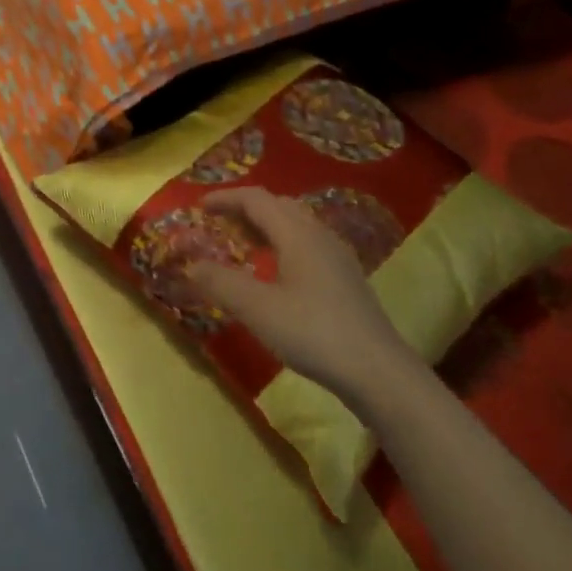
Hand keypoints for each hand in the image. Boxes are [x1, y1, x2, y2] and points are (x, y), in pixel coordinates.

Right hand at [189, 188, 421, 403]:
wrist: (378, 372)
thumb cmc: (313, 332)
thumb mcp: (257, 309)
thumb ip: (221, 283)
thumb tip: (193, 265)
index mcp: (297, 234)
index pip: (256, 199)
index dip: (225, 198)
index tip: (199, 207)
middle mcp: (319, 236)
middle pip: (278, 207)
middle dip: (245, 209)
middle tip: (218, 224)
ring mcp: (337, 258)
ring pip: (295, 226)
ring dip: (264, 227)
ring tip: (241, 244)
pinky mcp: (345, 280)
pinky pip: (306, 245)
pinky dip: (281, 245)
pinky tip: (274, 273)